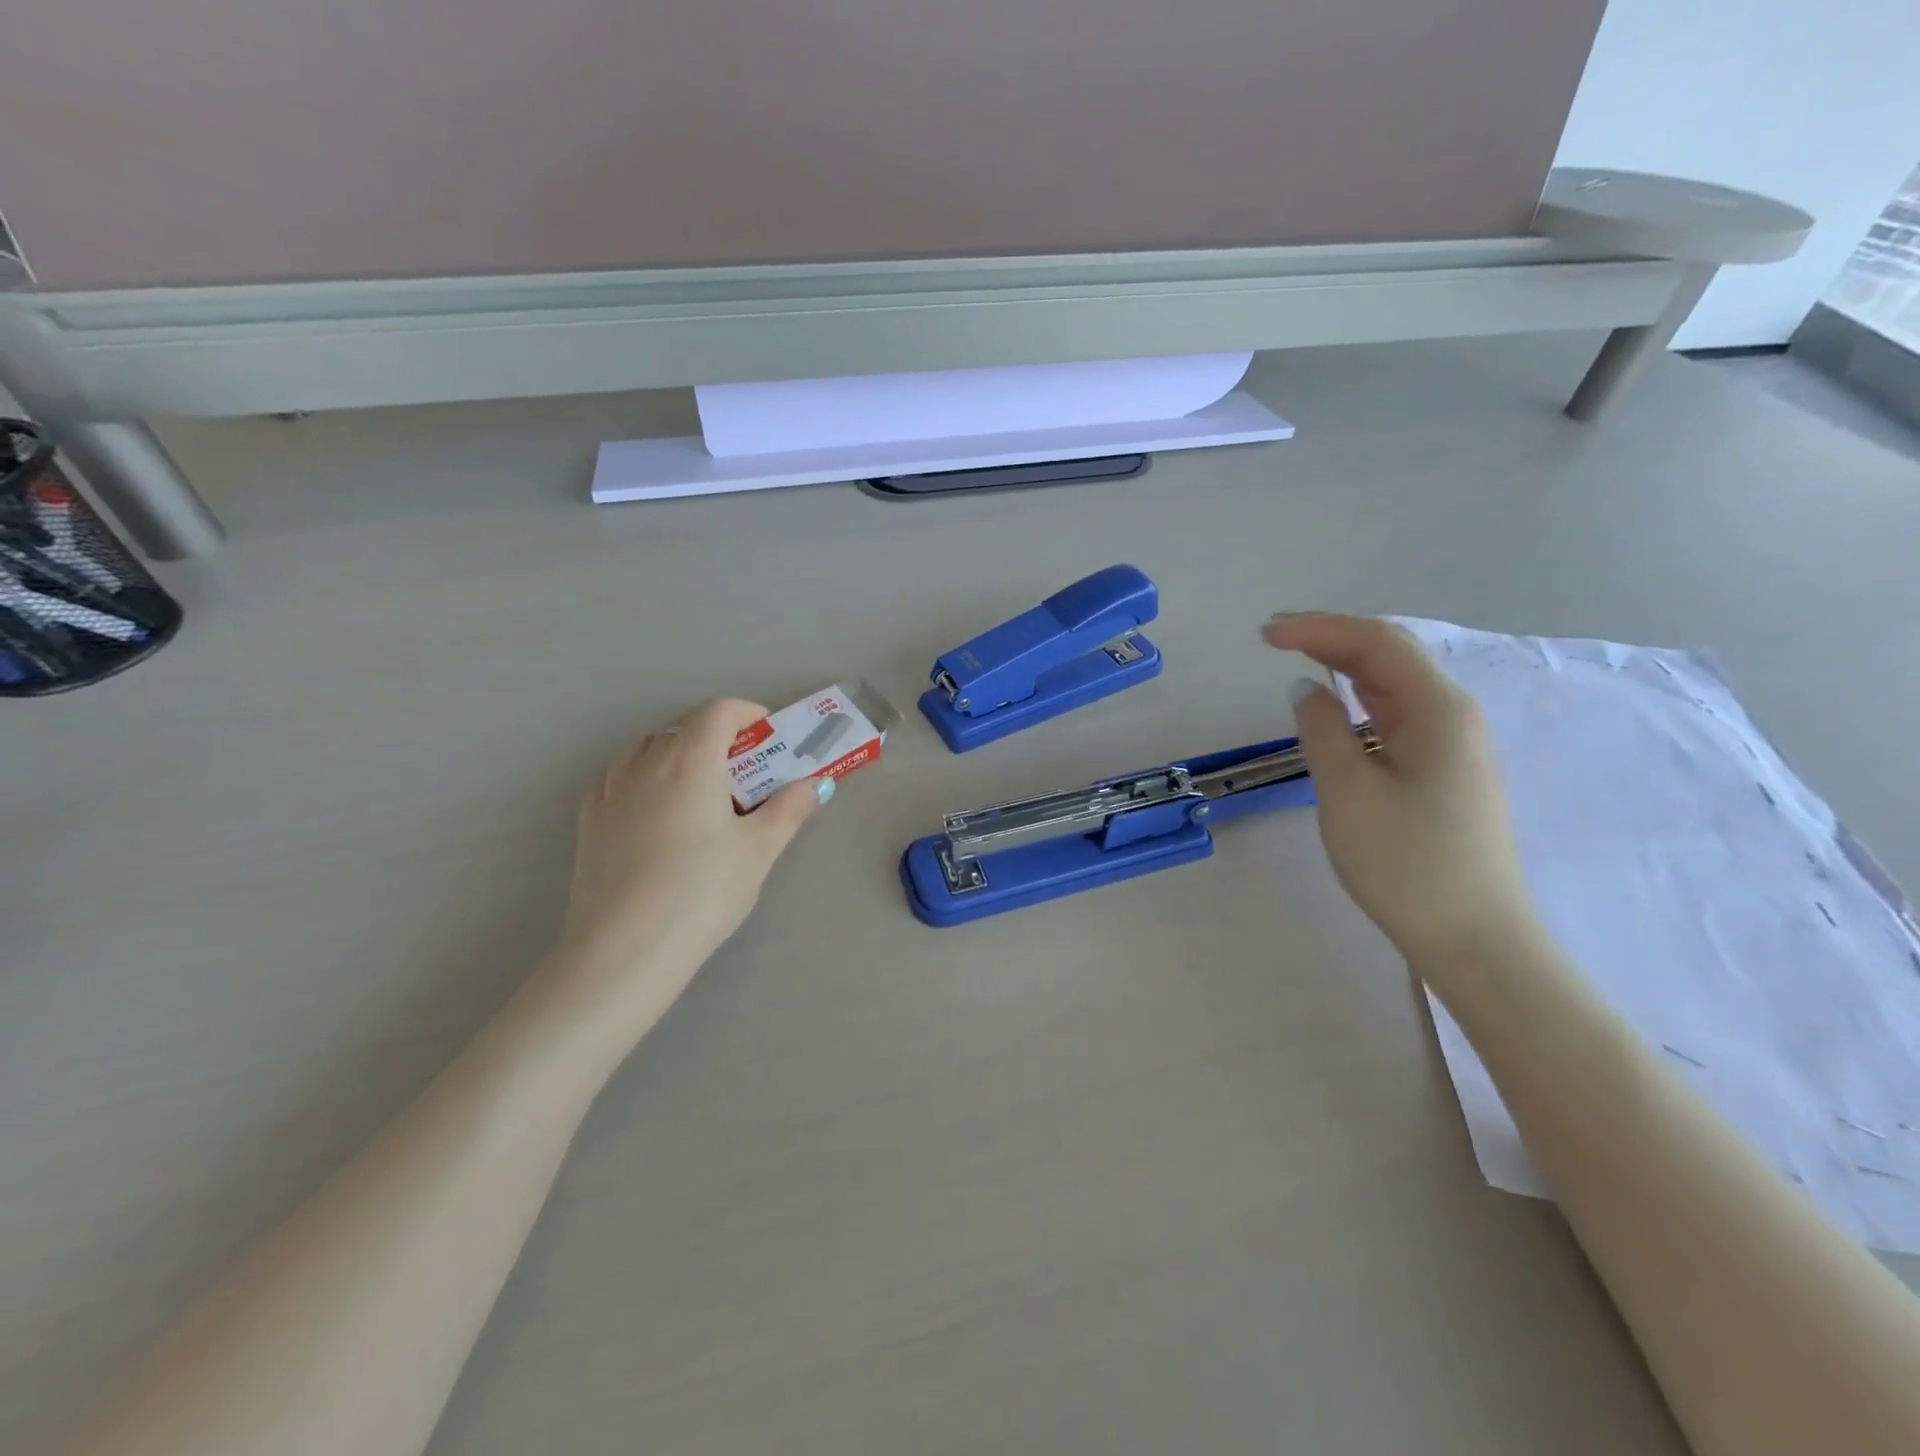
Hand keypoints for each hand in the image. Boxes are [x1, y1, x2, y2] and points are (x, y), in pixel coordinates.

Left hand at [542, 699, 827, 1037]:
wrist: (625, 949)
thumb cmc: (703, 890)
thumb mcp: (759, 850)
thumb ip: (790, 809)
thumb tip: (815, 783)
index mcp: (692, 761)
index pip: (718, 711)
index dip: (747, 713)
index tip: (768, 735)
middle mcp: (646, 762)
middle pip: (684, 726)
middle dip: (718, 734)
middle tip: (745, 768)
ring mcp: (611, 790)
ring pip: (647, 747)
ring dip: (678, 750)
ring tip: (700, 786)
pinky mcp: (588, 820)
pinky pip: (617, 775)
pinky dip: (642, 773)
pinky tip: (652, 803)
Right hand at [1263, 613, 1540, 974]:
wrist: (1472, 938)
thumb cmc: (1406, 862)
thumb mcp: (1348, 791)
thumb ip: (1323, 729)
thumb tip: (1308, 690)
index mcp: (1438, 710)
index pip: (1377, 643)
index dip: (1319, 628)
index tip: (1266, 634)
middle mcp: (1454, 716)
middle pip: (1391, 656)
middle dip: (1333, 637)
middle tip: (1275, 637)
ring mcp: (1454, 746)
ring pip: (1396, 686)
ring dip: (1347, 664)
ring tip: (1299, 658)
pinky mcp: (1445, 773)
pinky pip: (1398, 716)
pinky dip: (1362, 698)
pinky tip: (1340, 705)